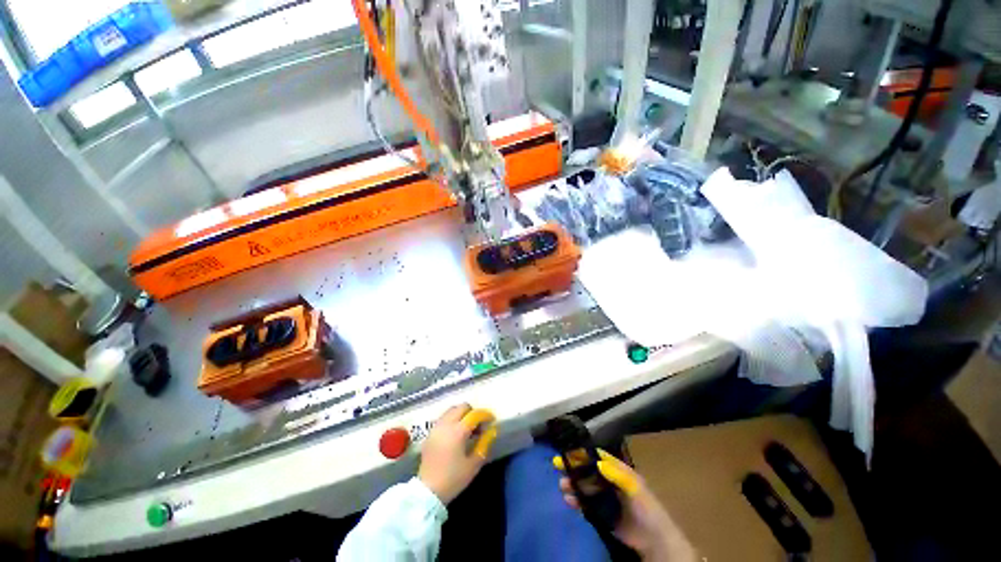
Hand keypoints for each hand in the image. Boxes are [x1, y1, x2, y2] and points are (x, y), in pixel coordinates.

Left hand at [418, 404, 497, 503]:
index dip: (485, 415)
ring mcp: (436, 427)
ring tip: (467, 428)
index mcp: (458, 431)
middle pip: (462, 407)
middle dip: (472, 412)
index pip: (474, 414)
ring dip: (461, 414)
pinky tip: (455, 433)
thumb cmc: (453, 479)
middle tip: (478, 425)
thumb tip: (492, 431)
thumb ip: (484, 444)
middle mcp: (446, 424)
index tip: (492, 420)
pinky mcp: (430, 433)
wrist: (427, 492)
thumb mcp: (473, 464)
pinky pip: (443, 418)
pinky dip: (452, 419)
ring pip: (451, 410)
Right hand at [555, 450, 696, 561]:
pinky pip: (587, 505)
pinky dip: (577, 502)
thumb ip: (618, 474)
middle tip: (558, 467)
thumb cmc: (646, 508)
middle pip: (589, 472)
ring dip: (573, 486)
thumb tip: (598, 461)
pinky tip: (569, 501)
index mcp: (619, 472)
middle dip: (574, 470)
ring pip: (586, 488)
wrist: (653, 540)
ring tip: (562, 486)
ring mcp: (606, 499)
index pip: (598, 458)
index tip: (568, 451)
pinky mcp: (603, 515)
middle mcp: (611, 483)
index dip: (583, 453)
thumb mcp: (635, 487)